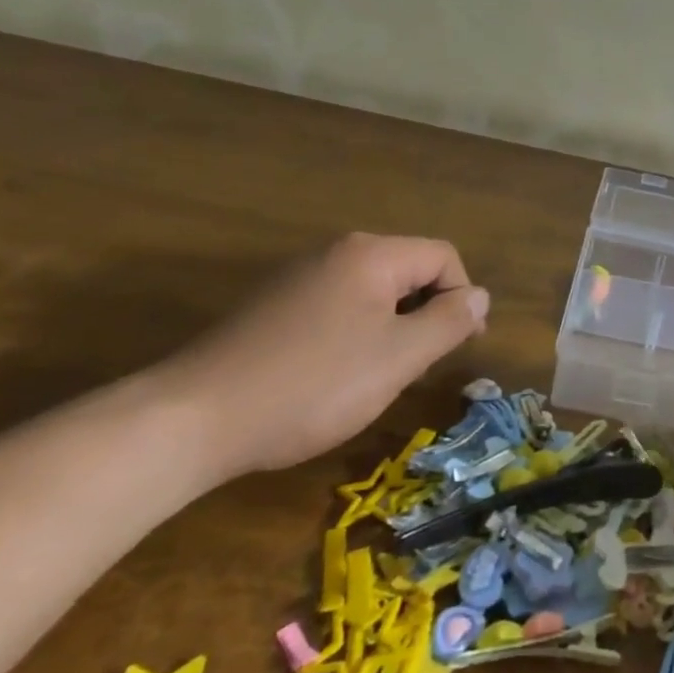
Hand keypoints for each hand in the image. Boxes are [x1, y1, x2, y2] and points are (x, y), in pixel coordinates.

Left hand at [152, 233, 488, 479]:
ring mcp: (298, 277)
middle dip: (425, 314)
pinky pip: (336, 306)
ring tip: (377, 377)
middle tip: (418, 367)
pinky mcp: (272, 306)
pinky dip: (354, 334)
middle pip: (408, 270)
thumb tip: (480, 295)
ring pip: (373, 292)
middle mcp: (336, 253)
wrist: (193, 419)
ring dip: (391, 327)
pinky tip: (333, 377)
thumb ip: (448, 322)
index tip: (460, 346)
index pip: (442, 257)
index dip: (462, 297)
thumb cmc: (313, 385)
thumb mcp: (398, 358)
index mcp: (371, 255)